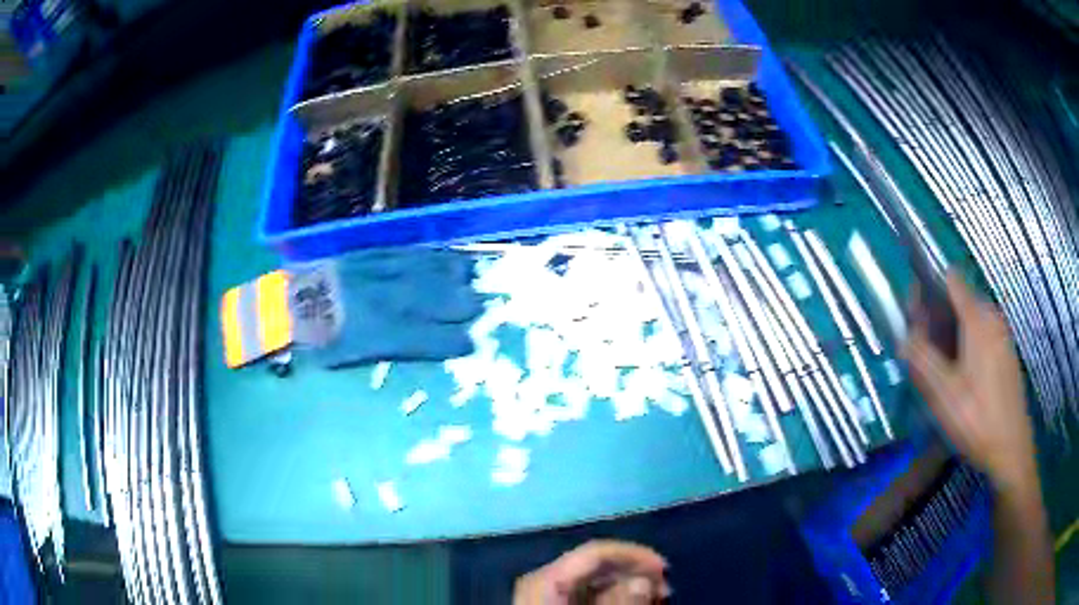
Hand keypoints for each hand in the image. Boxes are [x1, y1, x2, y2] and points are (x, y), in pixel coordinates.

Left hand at [513, 540, 669, 604]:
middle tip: (664, 589)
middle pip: (590, 567)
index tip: (664, 571)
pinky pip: (581, 599)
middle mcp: (539, 587)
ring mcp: (540, 601)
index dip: (632, 555)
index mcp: (544, 585)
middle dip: (630, 573)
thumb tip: (642, 580)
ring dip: (623, 587)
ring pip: (587, 584)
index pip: (591, 554)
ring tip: (654, 600)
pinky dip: (609, 601)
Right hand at [903, 272, 1035, 489]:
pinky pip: (982, 335)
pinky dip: (967, 345)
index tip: (914, 316)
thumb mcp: (943, 394)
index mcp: (977, 319)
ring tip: (941, 370)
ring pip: (971, 320)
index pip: (951, 280)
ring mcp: (1002, 335)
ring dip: (952, 334)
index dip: (929, 289)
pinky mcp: (1006, 353)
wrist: (1011, 448)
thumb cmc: (977, 419)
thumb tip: (902, 339)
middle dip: (938, 317)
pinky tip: (962, 378)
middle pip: (960, 300)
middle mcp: (992, 317)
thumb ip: (922, 360)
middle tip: (924, 353)